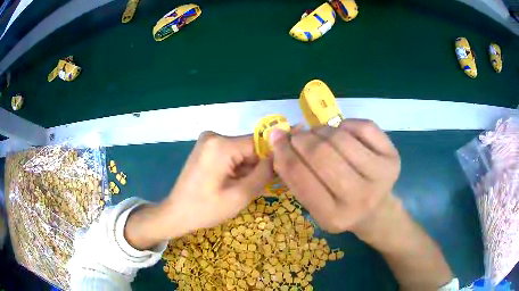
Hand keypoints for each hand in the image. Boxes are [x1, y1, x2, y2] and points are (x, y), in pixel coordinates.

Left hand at [125, 132, 273, 249]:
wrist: (177, 213)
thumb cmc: (206, 209)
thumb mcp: (240, 195)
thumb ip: (263, 174)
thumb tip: (279, 156)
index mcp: (221, 145)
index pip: (259, 143)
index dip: (273, 156)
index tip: (282, 172)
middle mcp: (214, 136)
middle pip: (249, 147)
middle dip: (258, 166)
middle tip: (262, 187)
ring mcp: (208, 141)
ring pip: (241, 152)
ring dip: (248, 169)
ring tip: (245, 188)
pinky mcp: (206, 148)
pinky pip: (230, 154)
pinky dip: (237, 168)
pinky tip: (235, 184)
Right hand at [269, 119, 400, 235]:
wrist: (376, 211)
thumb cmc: (340, 208)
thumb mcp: (314, 205)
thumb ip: (295, 176)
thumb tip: (278, 137)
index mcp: (334, 217)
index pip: (301, 178)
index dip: (283, 153)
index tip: (276, 138)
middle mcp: (360, 198)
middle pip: (321, 154)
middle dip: (302, 139)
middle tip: (296, 135)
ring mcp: (381, 176)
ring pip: (341, 138)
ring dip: (322, 130)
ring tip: (317, 134)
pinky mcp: (393, 157)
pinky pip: (363, 127)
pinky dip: (345, 124)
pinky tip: (341, 132)